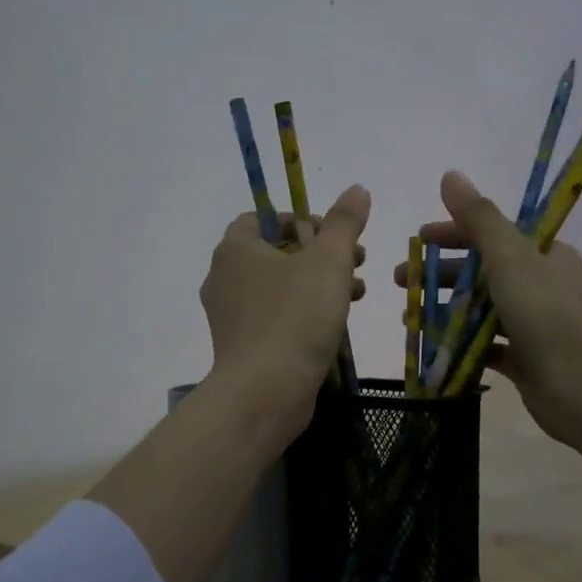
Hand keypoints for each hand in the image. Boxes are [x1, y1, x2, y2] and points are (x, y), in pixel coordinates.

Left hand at [202, 185, 370, 437]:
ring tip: (358, 292)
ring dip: (318, 283)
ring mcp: (230, 315)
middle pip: (276, 252)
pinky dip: (304, 312)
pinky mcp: (242, 346)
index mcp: (235, 249)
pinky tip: (337, 322)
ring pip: (279, 286)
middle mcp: (224, 278)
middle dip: (320, 253)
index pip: (263, 218)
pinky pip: (276, 316)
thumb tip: (357, 189)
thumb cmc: (295, 317)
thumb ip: (344, 222)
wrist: (265, 392)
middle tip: (356, 260)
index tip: (334, 235)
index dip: (301, 220)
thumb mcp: (329, 261)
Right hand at [397, 171, 581, 452]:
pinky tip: (434, 350)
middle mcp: (541, 285)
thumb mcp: (509, 257)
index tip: (418, 240)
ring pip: (480, 311)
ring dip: (444, 312)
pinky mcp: (526, 360)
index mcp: (543, 255)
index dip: (452, 234)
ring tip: (409, 320)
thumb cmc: (545, 313)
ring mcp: (534, 325)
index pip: (493, 235)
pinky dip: (460, 346)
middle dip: (440, 276)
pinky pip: (486, 347)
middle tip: (400, 283)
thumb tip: (450, 175)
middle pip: (482, 273)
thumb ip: (478, 218)